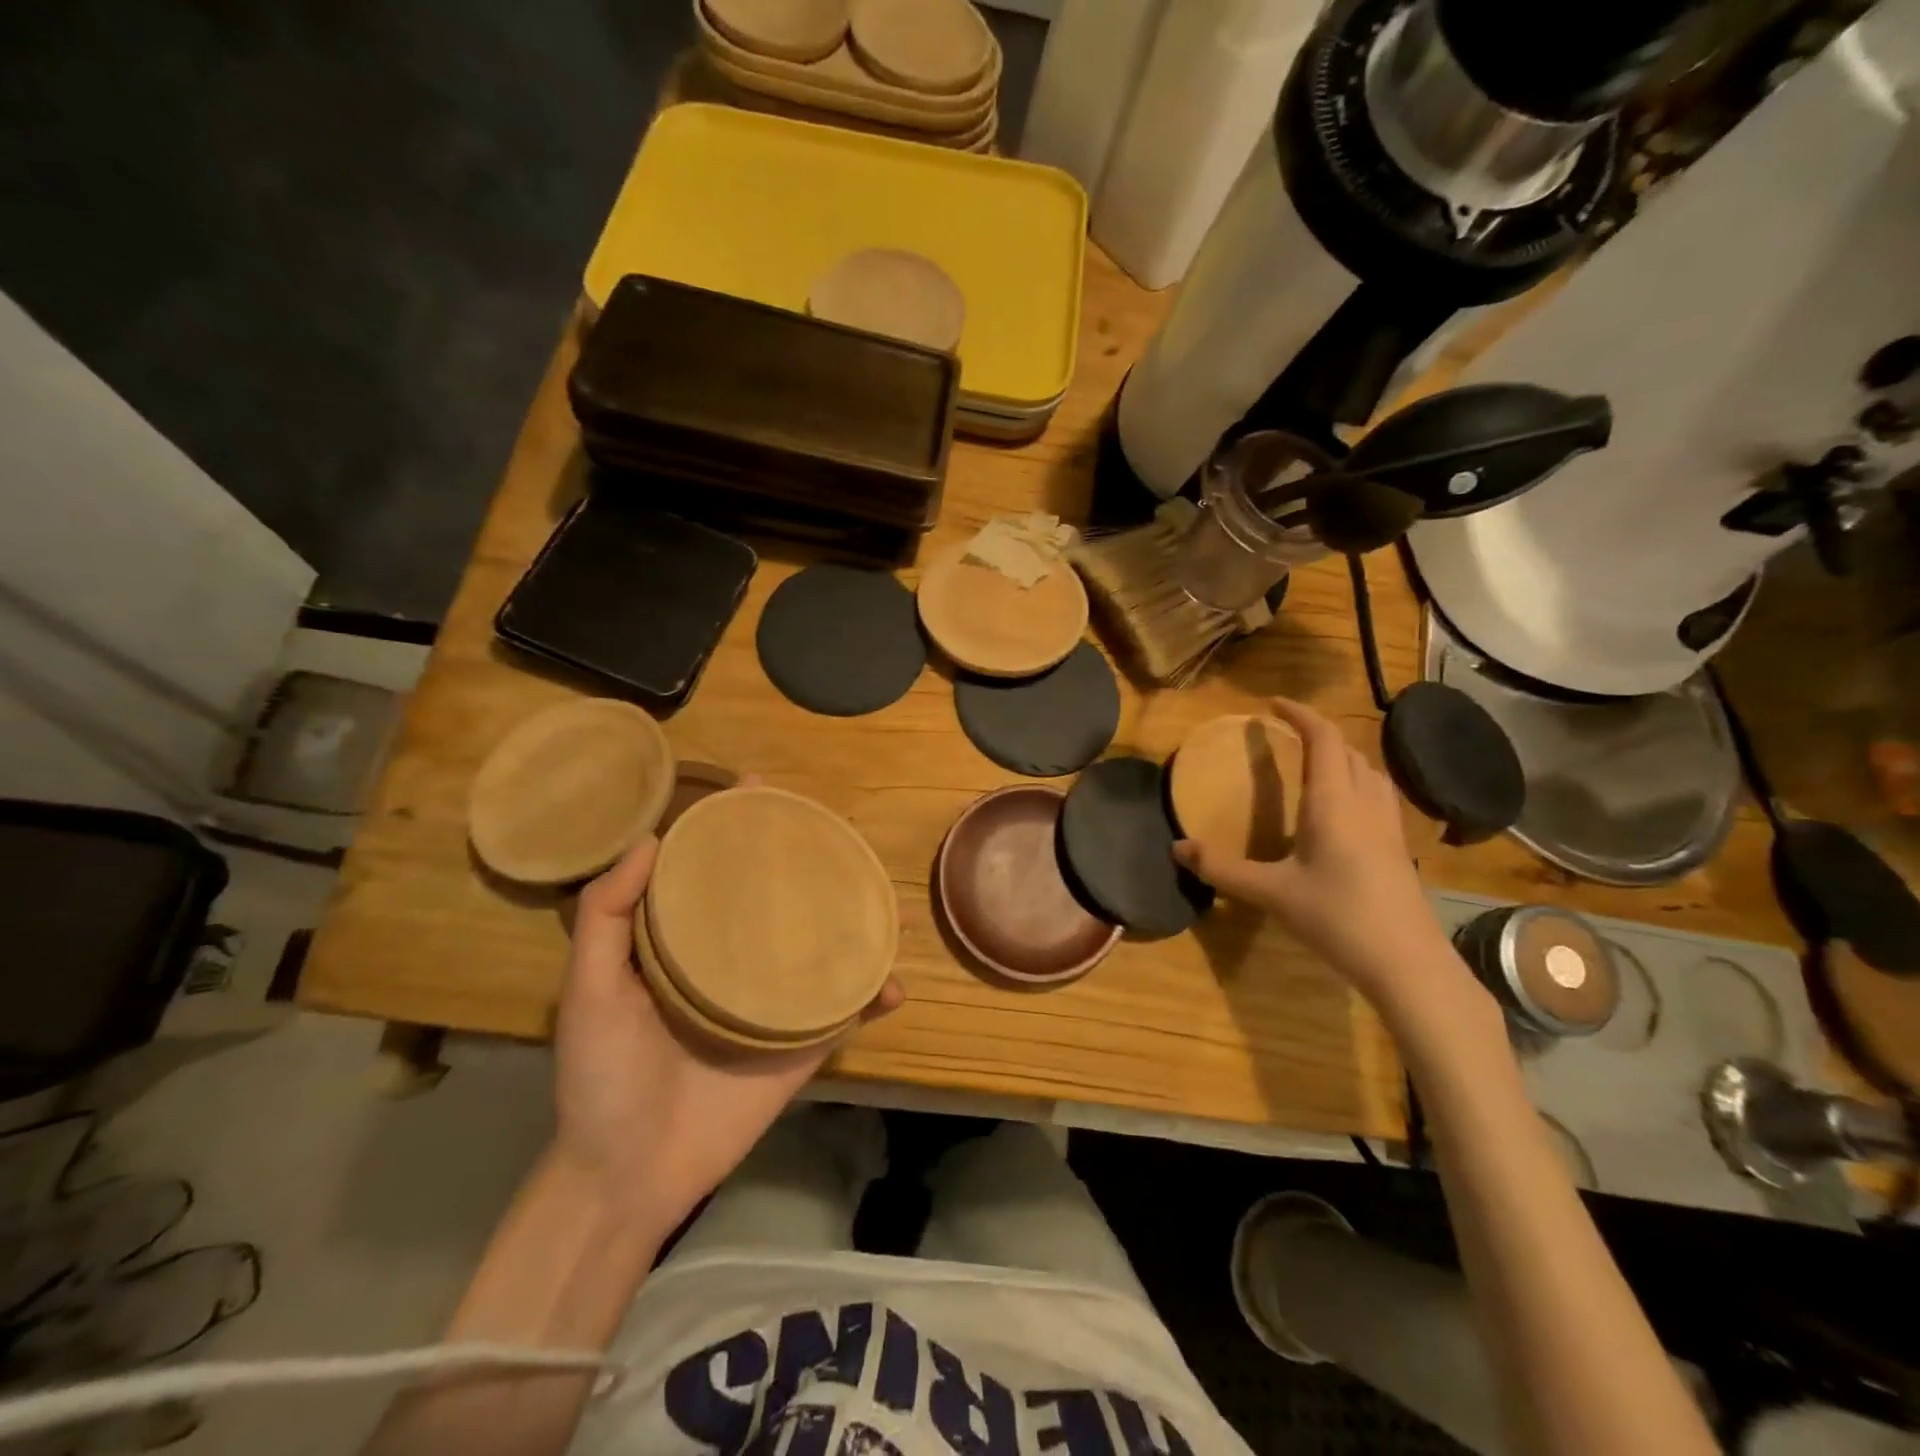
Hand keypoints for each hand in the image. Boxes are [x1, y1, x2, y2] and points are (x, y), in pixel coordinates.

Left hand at [553, 835, 903, 1234]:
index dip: (735, 828)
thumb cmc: (603, 1075)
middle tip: (832, 827)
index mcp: (685, 943)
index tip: (759, 787)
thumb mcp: (588, 988)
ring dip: (852, 922)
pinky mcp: (801, 1046)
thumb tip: (652, 839)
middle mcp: (734, 961)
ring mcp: (773, 1004)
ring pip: (820, 949)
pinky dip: (874, 998)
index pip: (715, 870)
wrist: (630, 1174)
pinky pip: (845, 1014)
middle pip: (775, 899)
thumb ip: (606, 915)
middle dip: (803, 862)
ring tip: (878, 891)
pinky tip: (893, 982)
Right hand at [1174, 697, 1465, 1014]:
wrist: (1408, 963)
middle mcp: (1365, 803)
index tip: (1272, 705)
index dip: (1299, 714)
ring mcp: (1388, 825)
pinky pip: (1377, 795)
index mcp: (1333, 802)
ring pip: (1369, 771)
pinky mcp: (1398, 848)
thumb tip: (1177, 848)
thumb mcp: (1271, 893)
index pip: (1322, 738)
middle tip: (1286, 737)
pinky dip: (1356, 783)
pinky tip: (1342, 812)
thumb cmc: (1337, 918)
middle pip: (1348, 749)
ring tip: (1313, 766)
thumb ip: (1222, 869)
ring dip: (1341, 757)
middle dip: (1317, 734)